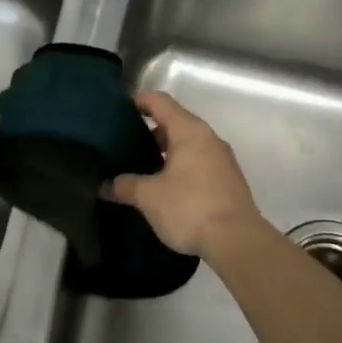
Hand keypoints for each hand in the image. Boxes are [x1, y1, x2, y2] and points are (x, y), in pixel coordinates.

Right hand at [105, 91, 262, 257]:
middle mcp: (209, 139)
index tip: (117, 112)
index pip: (160, 101)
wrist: (237, 240)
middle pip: (175, 123)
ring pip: (188, 147)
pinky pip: (198, 165)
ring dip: (165, 155)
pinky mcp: (228, 181)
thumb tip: (104, 185)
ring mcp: (222, 160)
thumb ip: (124, 186)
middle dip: (148, 133)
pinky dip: (180, 170)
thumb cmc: (190, 208)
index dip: (138, 102)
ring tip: (141, 172)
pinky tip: (165, 190)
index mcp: (189, 131)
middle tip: (124, 149)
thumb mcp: (149, 196)